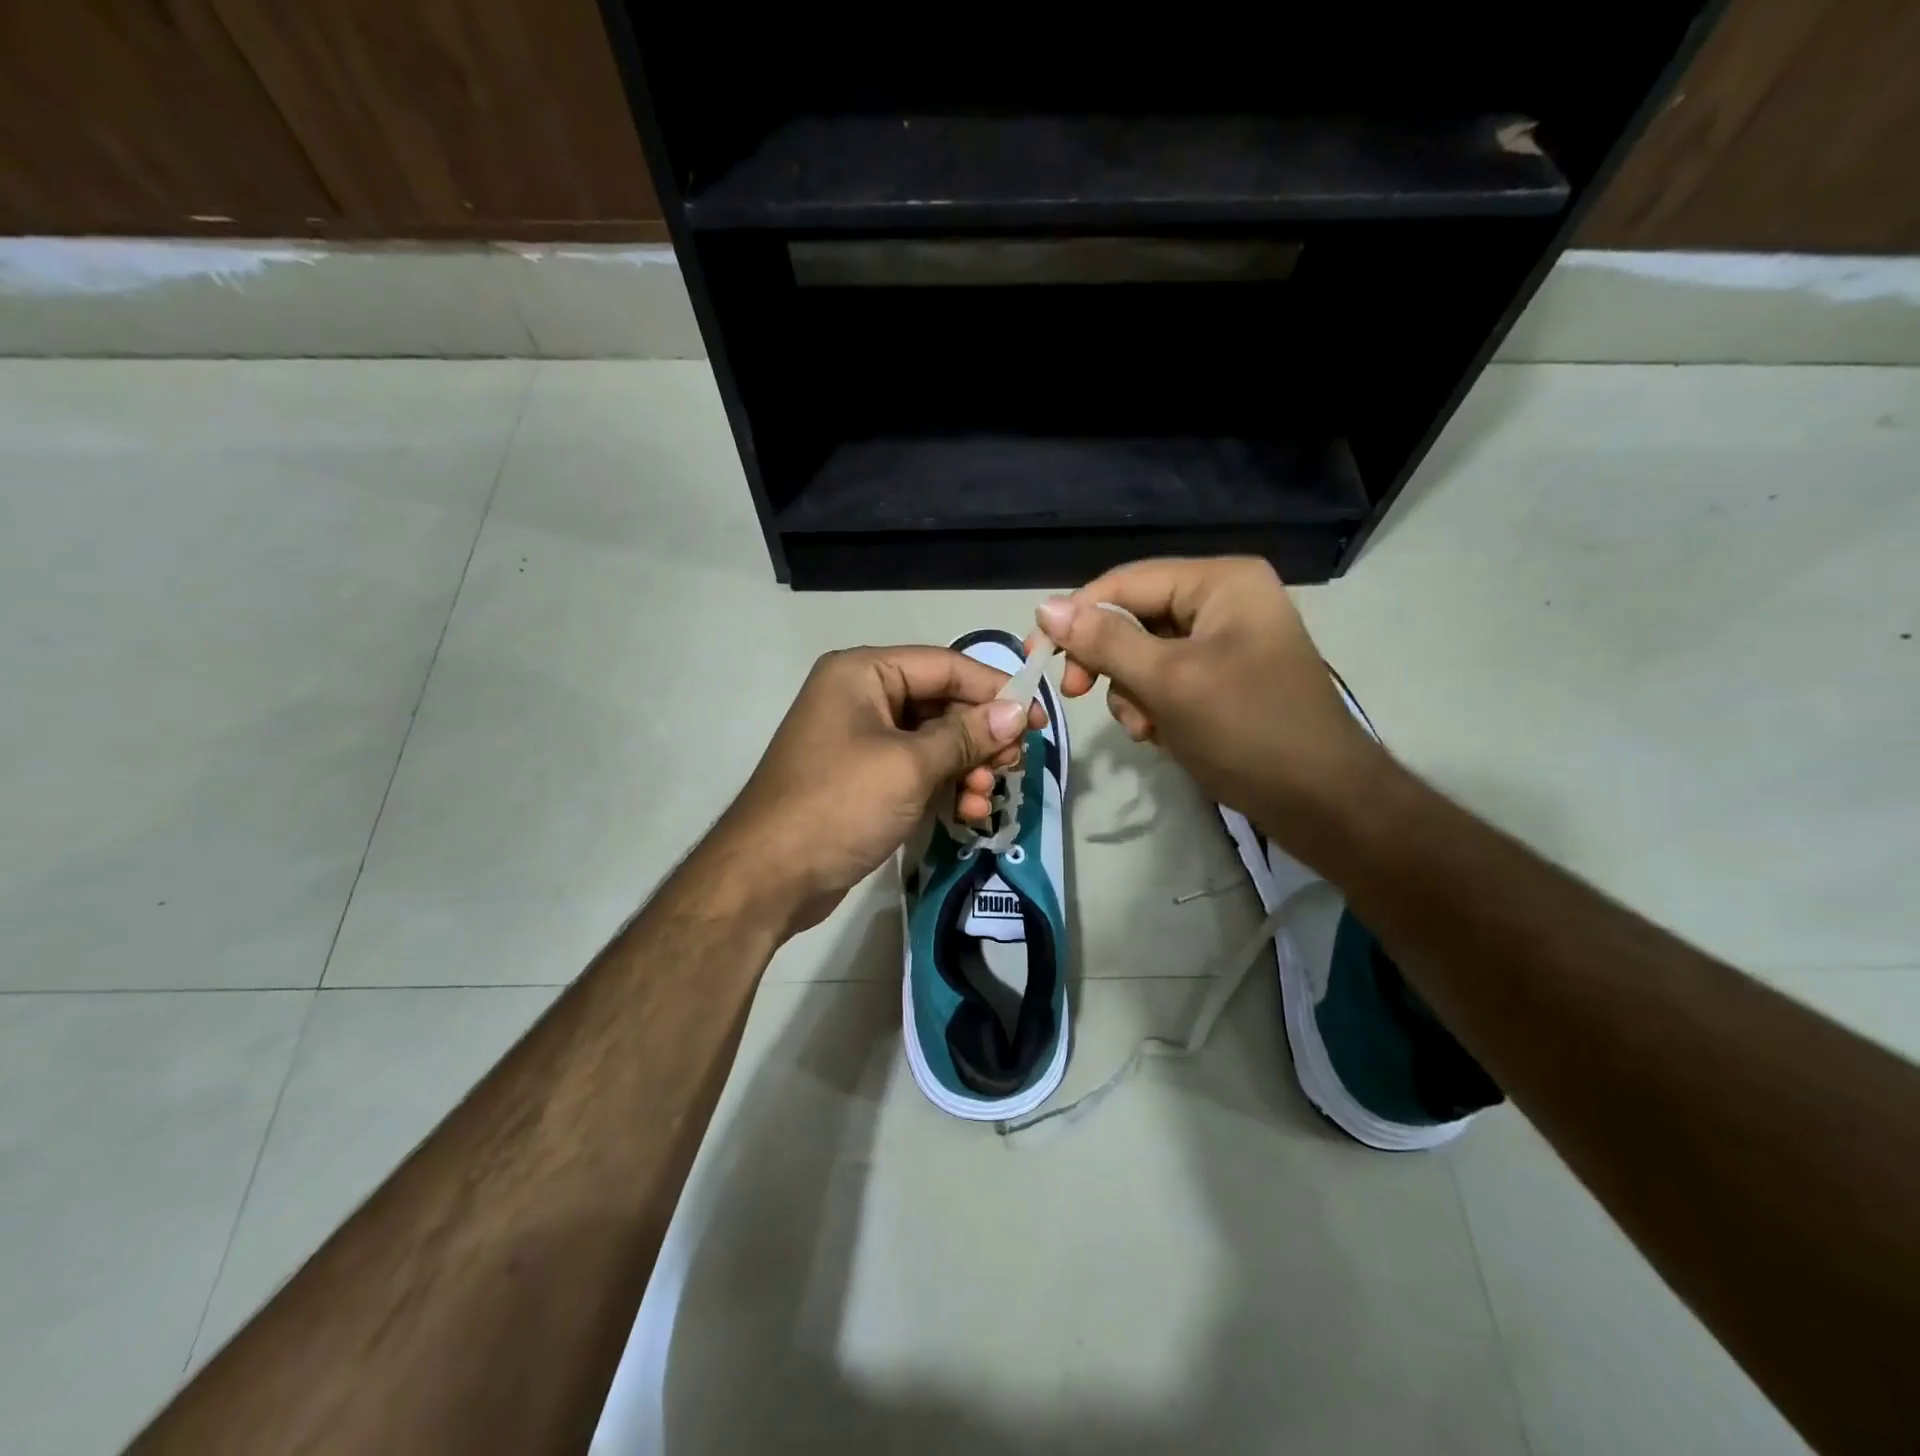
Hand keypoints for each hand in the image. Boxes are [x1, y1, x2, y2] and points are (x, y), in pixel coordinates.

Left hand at [704, 646, 1045, 936]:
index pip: (946, 666)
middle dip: (981, 737)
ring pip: (934, 740)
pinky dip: (945, 786)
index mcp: (864, 673)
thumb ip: (966, 735)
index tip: (1036, 721)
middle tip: (1013, 767)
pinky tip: (968, 812)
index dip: (995, 690)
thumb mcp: (910, 766)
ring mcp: (861, 739)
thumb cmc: (839, 805)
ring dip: (967, 767)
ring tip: (986, 798)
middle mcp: (861, 696)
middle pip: (942, 703)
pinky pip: (916, 769)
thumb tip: (1016, 712)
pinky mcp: (864, 777)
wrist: (769, 877)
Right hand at [1033, 557, 1386, 858]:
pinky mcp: (1224, 679)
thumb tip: (1045, 607)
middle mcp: (1223, 601)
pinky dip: (1153, 706)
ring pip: (1144, 654)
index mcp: (1219, 582)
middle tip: (1076, 694)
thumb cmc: (1247, 731)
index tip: (1038, 659)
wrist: (1322, 803)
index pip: (1125, 583)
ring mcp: (1226, 641)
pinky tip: (1161, 735)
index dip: (1076, 617)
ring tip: (1146, 728)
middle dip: (1110, 662)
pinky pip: (1166, 680)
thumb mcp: (1168, 681)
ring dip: (1131, 691)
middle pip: (1133, 617)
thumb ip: (1105, 641)